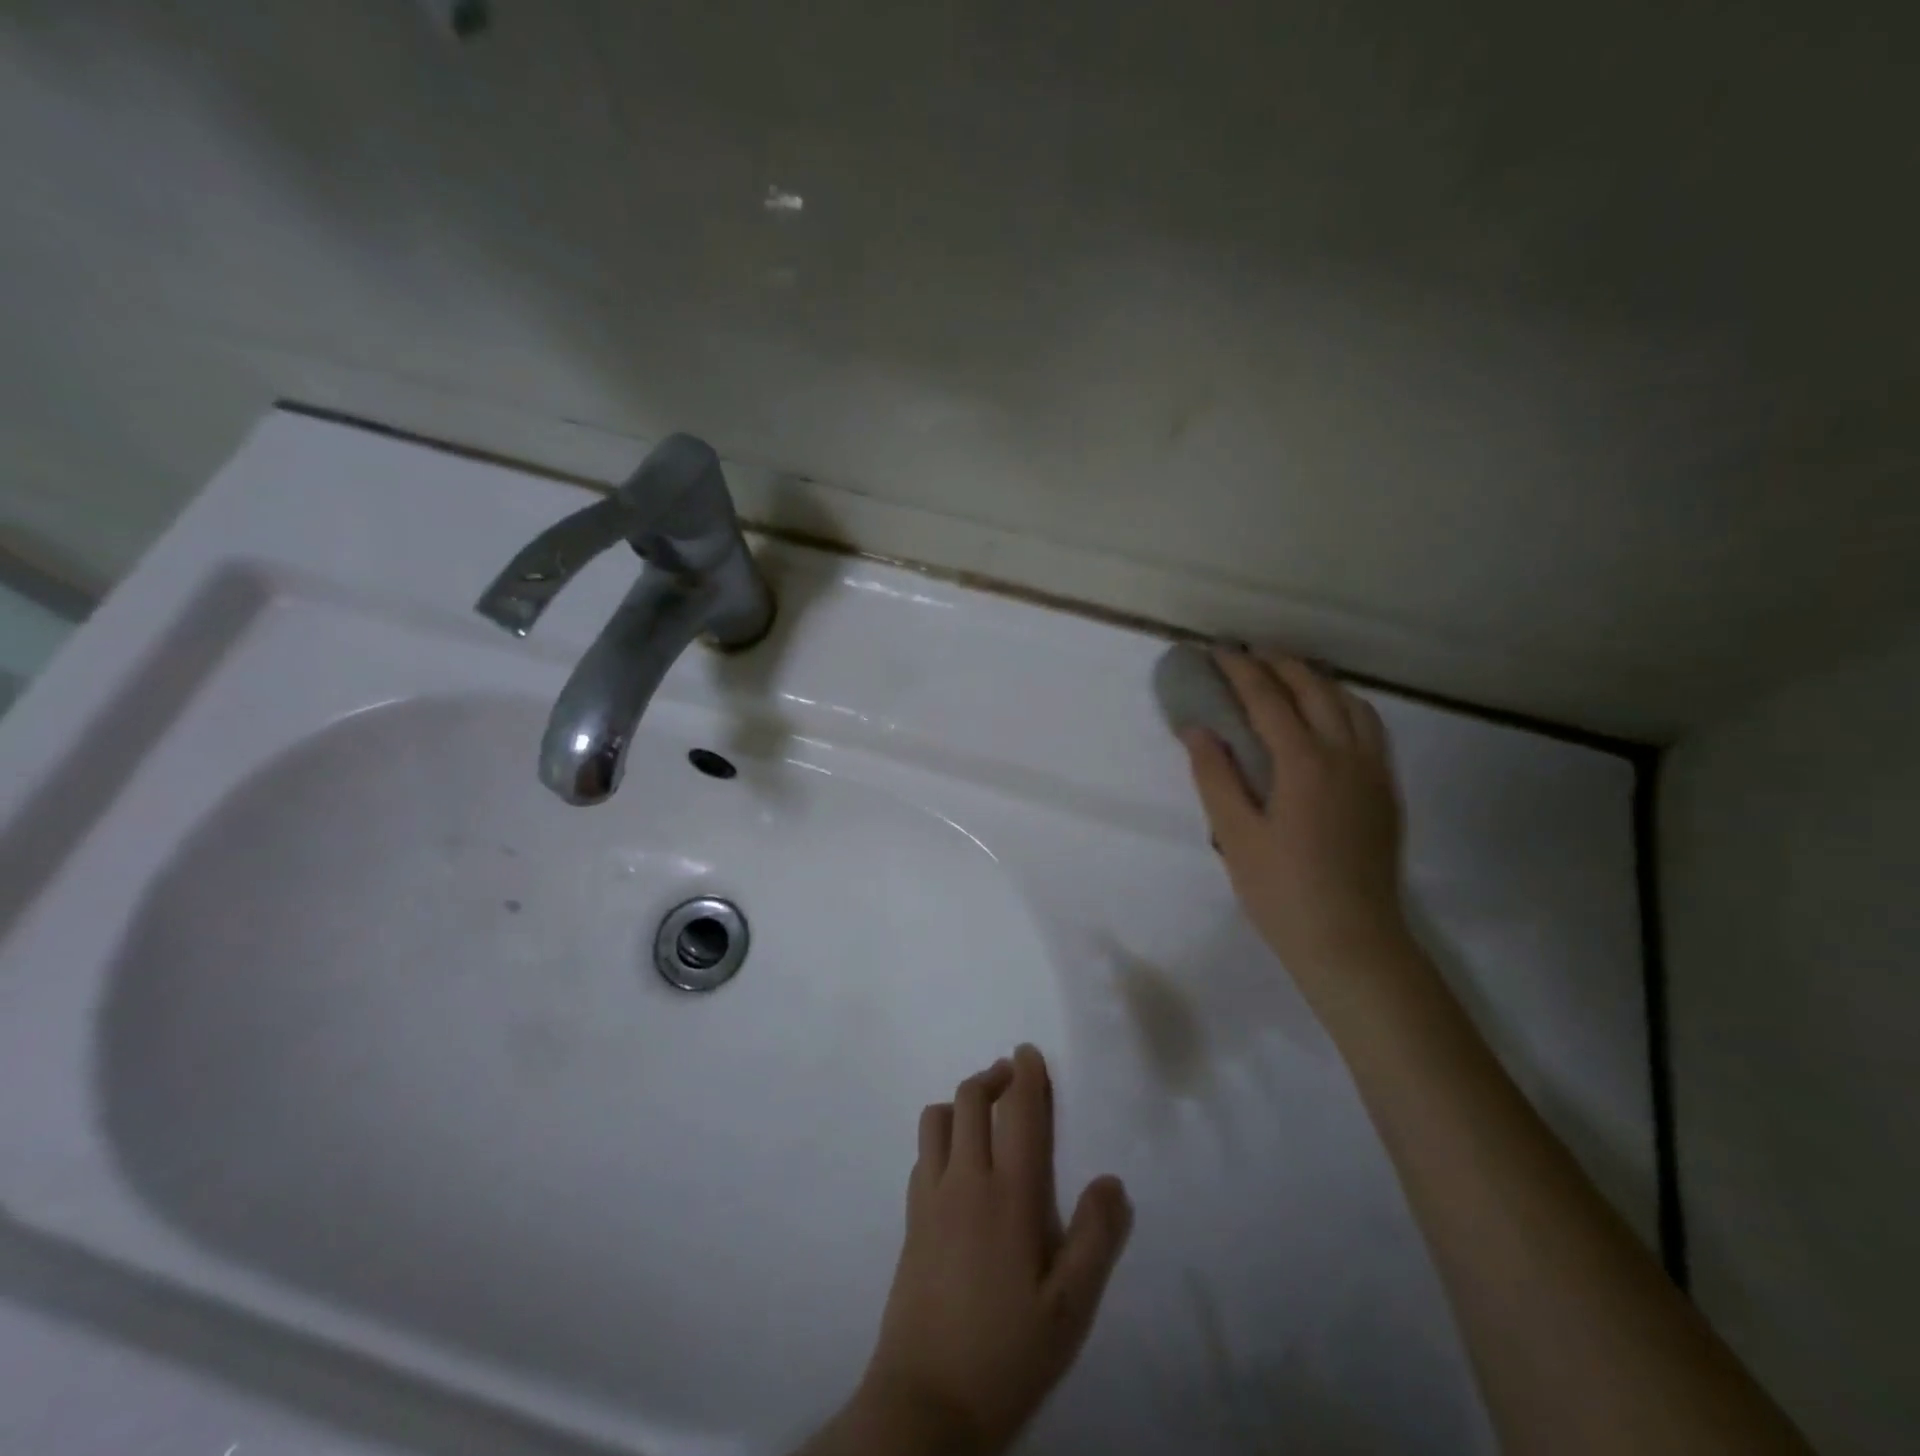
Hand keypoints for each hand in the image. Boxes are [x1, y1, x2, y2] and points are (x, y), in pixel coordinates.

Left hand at [845, 1046, 1131, 1455]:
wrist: (926, 1401)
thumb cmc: (1007, 1353)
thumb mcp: (1070, 1310)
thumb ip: (1095, 1239)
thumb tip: (1112, 1181)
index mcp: (1010, 1194)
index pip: (1019, 1113)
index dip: (1027, 1075)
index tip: (1029, 1053)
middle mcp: (966, 1179)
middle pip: (972, 1099)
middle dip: (993, 1076)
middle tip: (1012, 1075)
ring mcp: (931, 1196)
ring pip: (938, 1117)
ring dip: (962, 1100)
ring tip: (984, 1112)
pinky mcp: (910, 1217)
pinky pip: (923, 1152)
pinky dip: (941, 1134)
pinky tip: (957, 1159)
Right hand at [1182, 649, 1409, 983]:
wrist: (1352, 941)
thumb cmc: (1282, 891)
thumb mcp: (1234, 835)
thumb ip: (1214, 776)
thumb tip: (1197, 729)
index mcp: (1304, 763)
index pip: (1269, 699)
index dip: (1241, 670)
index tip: (1217, 651)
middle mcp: (1346, 755)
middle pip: (1315, 690)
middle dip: (1280, 664)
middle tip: (1248, 655)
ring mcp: (1373, 772)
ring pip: (1351, 703)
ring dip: (1317, 680)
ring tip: (1287, 677)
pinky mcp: (1386, 791)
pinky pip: (1369, 727)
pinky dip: (1344, 704)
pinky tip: (1327, 717)